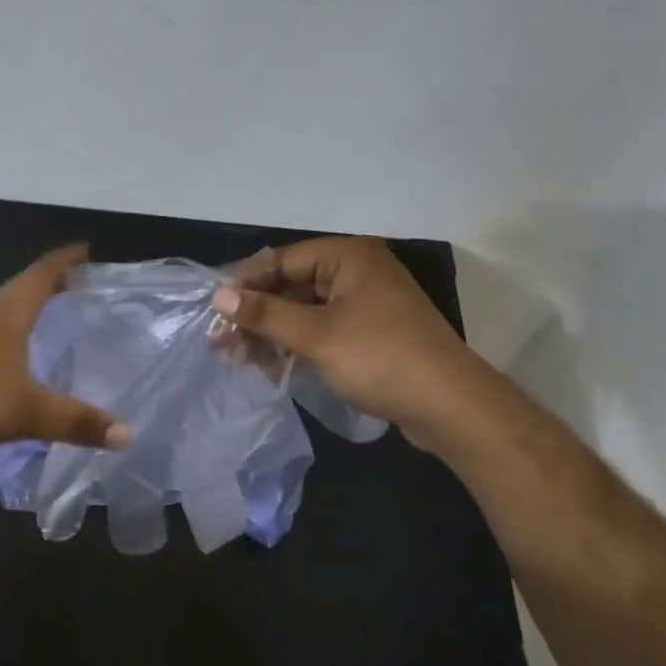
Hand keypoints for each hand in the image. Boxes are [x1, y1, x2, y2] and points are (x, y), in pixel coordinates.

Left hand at [0, 245, 131, 458]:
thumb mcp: (25, 413)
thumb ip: (75, 422)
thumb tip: (127, 434)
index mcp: (5, 317)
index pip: (40, 276)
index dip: (64, 262)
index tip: (86, 250)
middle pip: (21, 291)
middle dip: (49, 285)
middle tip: (78, 287)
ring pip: (2, 315)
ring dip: (27, 311)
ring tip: (51, 320)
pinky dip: (10, 338)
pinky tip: (14, 361)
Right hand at [212, 238, 492, 449]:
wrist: (450, 407)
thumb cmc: (380, 358)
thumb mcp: (315, 335)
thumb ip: (265, 313)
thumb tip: (219, 295)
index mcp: (348, 257)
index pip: (282, 260)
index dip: (246, 283)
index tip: (214, 308)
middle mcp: (357, 272)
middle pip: (291, 286)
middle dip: (256, 314)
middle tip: (221, 340)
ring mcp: (364, 304)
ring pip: (304, 311)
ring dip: (271, 333)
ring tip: (237, 358)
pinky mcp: (369, 333)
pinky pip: (321, 330)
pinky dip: (295, 345)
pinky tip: (269, 366)